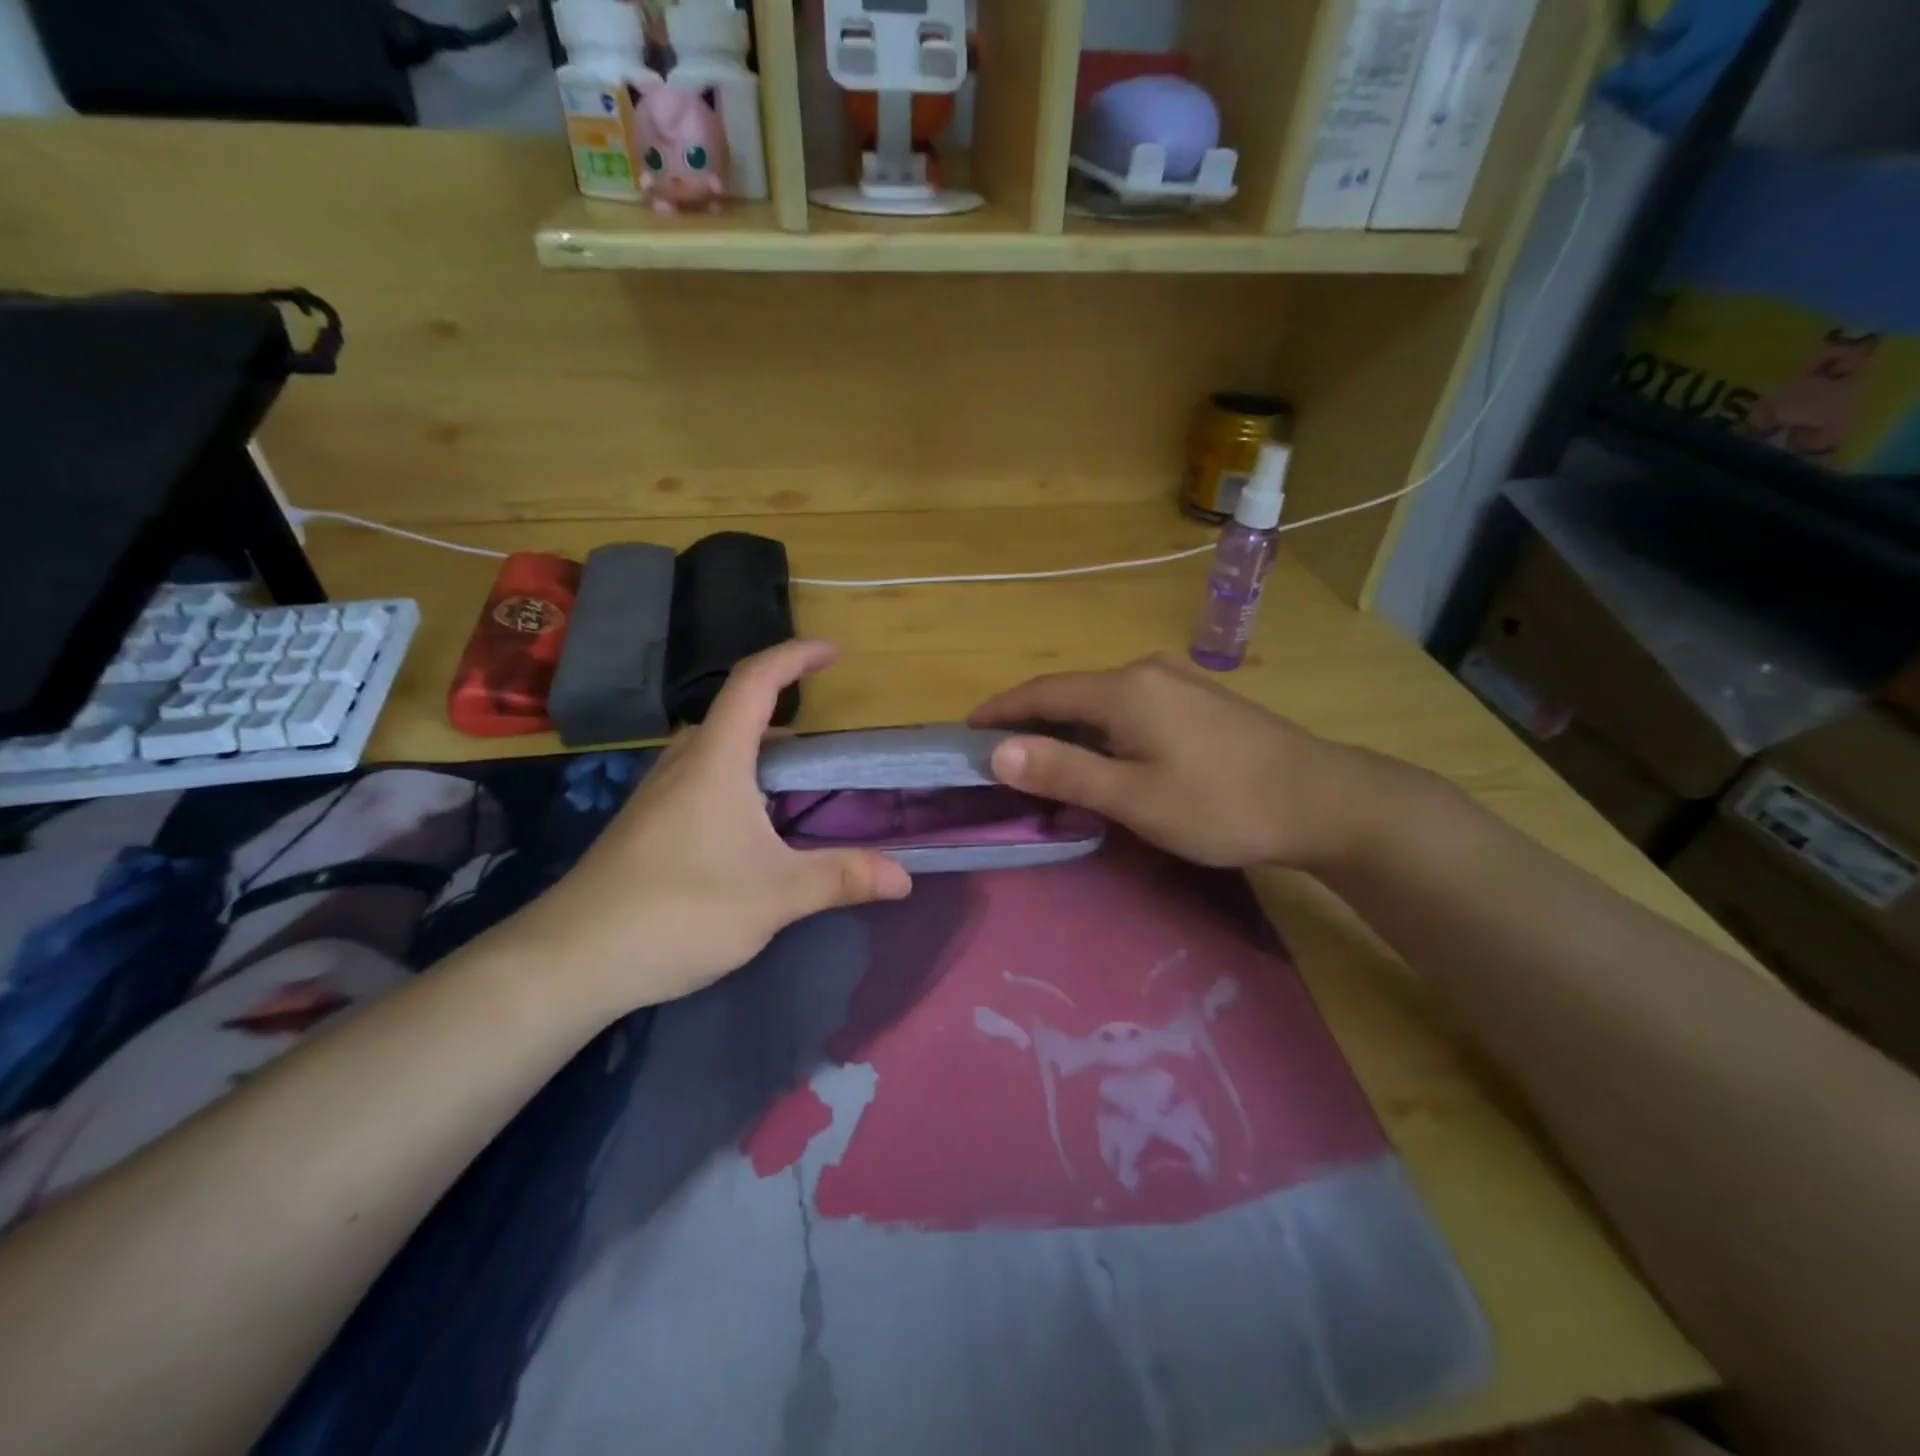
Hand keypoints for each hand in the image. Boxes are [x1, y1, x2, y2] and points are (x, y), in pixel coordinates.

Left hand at [492, 641, 911, 1018]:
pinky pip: (701, 779)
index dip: (795, 657)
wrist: (572, 959)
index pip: (755, 682)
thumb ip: (841, 878)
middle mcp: (683, 764)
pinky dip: (738, 781)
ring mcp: (658, 794)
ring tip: (798, 786)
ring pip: (716, 750)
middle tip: (826, 745)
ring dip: (759, 751)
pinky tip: (752, 830)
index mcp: (715, 760)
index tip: (834, 653)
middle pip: (735, 713)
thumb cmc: (680, 910)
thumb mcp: (774, 896)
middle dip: (783, 711)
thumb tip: (905, 877)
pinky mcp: (647, 825)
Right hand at [970, 654, 1394, 873]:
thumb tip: (998, 751)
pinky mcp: (1198, 700)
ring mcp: (1177, 682)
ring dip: (1067, 728)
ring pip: (1101, 701)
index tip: (967, 731)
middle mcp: (1146, 672)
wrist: (1322, 800)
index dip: (1001, 711)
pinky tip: (1104, 756)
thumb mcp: (1135, 797)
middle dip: (1031, 722)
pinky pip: (1130, 708)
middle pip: (1070, 693)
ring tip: (1044, 762)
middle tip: (1000, 758)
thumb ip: (1065, 771)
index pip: (1042, 692)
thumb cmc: (1221, 804)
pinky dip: (1101, 730)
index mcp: (1124, 689)